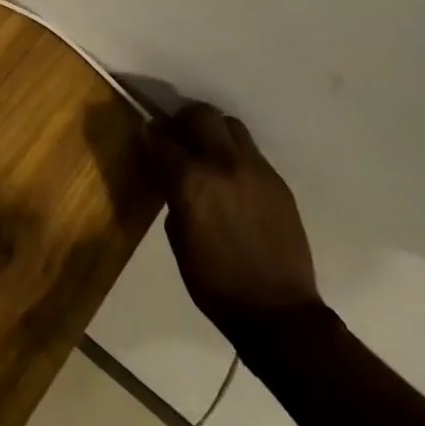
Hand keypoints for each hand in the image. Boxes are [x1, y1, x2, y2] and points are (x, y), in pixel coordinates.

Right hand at [146, 102, 320, 328]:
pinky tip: (230, 177)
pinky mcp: (278, 181)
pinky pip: (251, 152)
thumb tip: (170, 174)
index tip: (146, 135)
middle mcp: (224, 163)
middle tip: (176, 134)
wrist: (277, 311)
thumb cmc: (214, 281)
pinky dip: (234, 154)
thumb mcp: (178, 237)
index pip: (163, 138)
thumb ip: (173, 194)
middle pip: (201, 115)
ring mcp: (256, 169)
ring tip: (205, 150)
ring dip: (213, 130)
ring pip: (230, 125)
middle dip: (183, 119)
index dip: (150, 134)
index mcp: (192, 180)